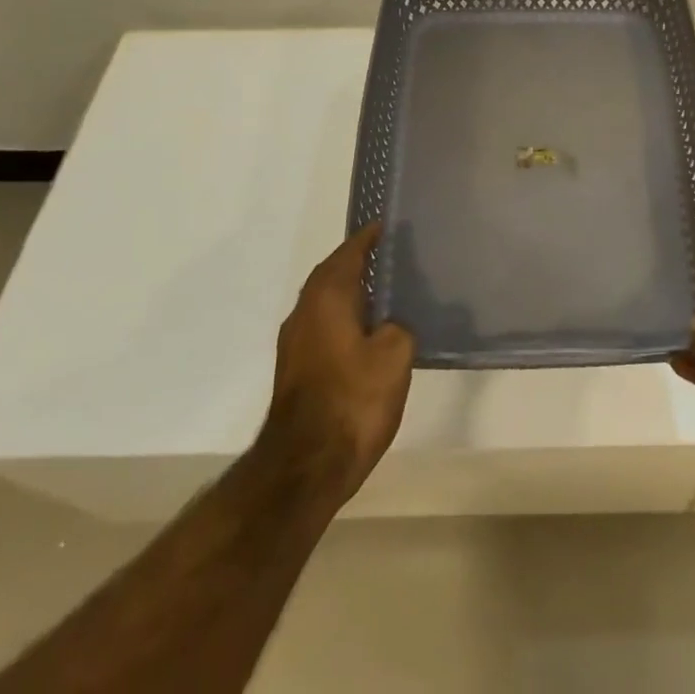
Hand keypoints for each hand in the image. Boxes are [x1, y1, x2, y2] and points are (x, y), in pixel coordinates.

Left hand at [259, 222, 414, 507]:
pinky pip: (324, 326)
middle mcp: (305, 311)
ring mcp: (295, 343)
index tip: (386, 226)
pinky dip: (344, 318)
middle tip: (390, 256)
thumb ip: (399, 328)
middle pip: (332, 274)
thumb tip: (392, 326)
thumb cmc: (352, 400)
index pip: (349, 252)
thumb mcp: (394, 356)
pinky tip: (368, 334)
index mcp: (328, 296)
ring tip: (384, 293)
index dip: (368, 238)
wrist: (304, 468)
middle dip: (357, 263)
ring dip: (350, 293)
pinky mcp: (296, 370)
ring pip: (326, 302)